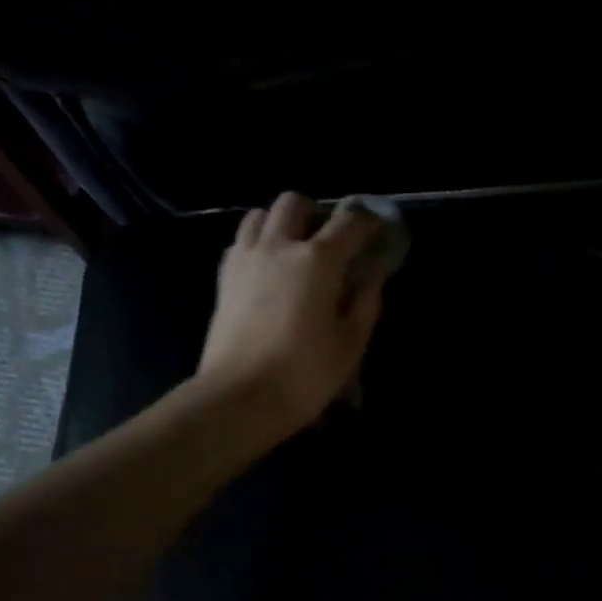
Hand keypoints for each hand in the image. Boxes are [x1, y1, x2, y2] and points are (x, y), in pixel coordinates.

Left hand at [197, 191, 390, 433]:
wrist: (239, 398)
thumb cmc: (304, 375)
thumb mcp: (350, 343)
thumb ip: (367, 300)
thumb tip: (375, 270)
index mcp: (317, 260)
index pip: (349, 221)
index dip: (368, 221)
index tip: (377, 230)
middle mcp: (279, 246)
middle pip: (295, 203)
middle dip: (316, 213)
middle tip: (329, 241)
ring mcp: (245, 258)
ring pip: (261, 214)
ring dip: (282, 223)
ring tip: (294, 251)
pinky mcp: (224, 277)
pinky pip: (242, 241)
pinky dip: (258, 243)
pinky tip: (268, 271)